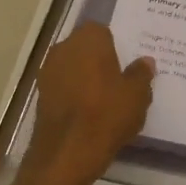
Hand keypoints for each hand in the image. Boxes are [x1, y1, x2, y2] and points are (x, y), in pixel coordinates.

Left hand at [19, 22, 154, 184]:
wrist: (66, 152)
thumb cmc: (107, 114)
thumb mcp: (137, 95)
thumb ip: (141, 74)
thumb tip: (145, 61)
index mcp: (89, 38)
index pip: (103, 31)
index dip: (115, 46)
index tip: (126, 63)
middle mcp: (64, 47)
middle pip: (85, 48)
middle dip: (99, 60)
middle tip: (118, 80)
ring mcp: (48, 70)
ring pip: (72, 67)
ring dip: (85, 77)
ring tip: (104, 99)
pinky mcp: (40, 94)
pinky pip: (63, 86)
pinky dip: (73, 94)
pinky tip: (87, 112)